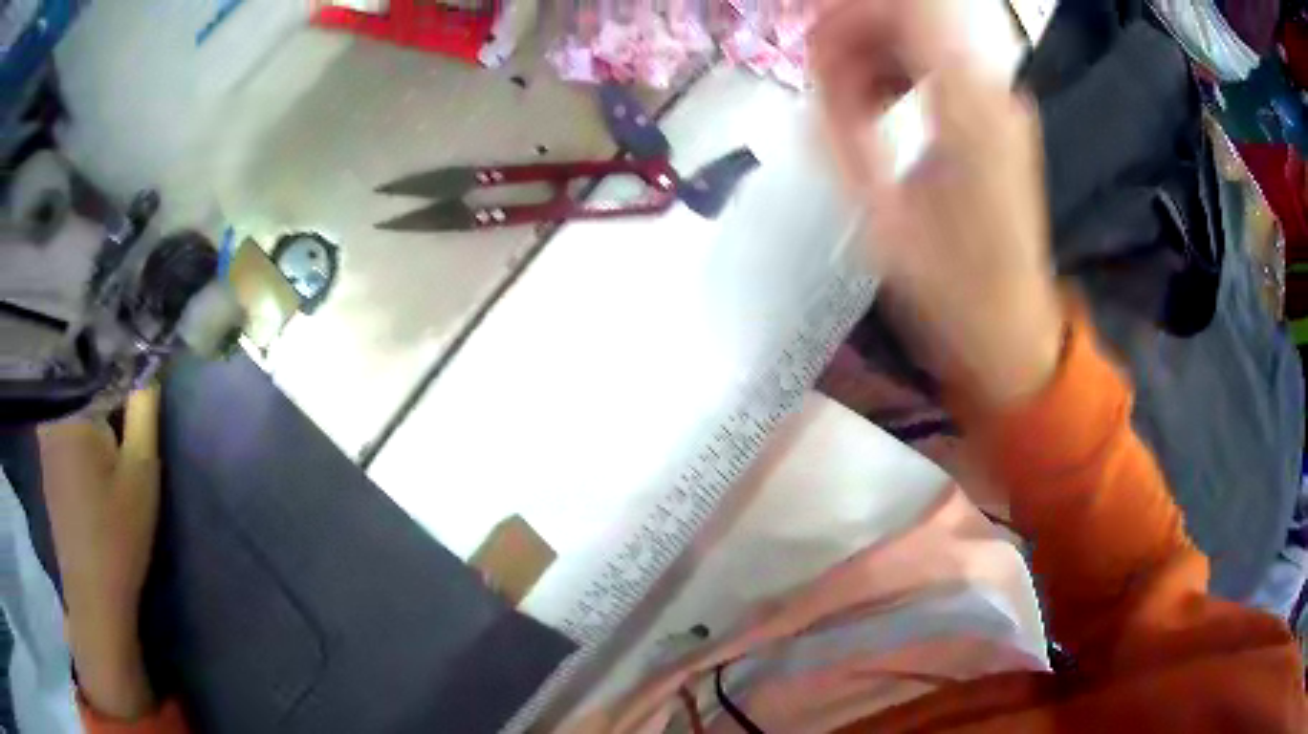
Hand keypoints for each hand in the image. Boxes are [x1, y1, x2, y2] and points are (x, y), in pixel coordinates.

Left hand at [39, 386, 161, 718]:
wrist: (94, 595)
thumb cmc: (118, 534)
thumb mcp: (141, 472)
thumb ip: (144, 411)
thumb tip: (150, 367)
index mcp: (72, 407)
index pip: (101, 363)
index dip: (125, 369)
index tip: (143, 384)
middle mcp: (52, 413)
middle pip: (84, 382)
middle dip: (107, 391)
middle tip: (129, 422)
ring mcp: (44, 439)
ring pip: (74, 406)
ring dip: (94, 414)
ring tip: (113, 445)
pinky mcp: (45, 463)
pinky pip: (64, 428)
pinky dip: (81, 434)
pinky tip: (94, 467)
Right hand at [812, 0, 1063, 404]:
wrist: (1013, 329)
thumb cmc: (950, 288)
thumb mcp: (880, 215)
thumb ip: (843, 128)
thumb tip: (821, 71)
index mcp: (968, 107)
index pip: (909, 10)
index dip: (851, 13)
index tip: (812, 40)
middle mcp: (993, 91)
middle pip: (915, 17)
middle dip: (855, 33)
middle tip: (818, 75)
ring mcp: (1001, 103)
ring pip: (925, 38)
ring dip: (875, 54)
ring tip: (844, 100)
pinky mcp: (1000, 119)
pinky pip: (941, 67)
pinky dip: (900, 73)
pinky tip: (879, 109)